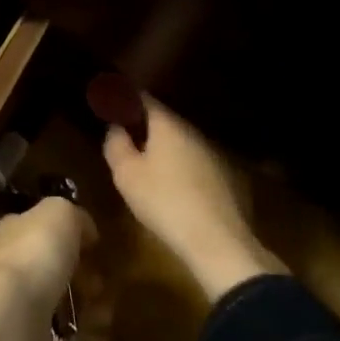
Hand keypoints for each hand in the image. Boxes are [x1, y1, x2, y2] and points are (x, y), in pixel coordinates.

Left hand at [0, 198, 96, 340]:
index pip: (42, 230)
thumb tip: (85, 230)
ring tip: (105, 314)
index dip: (71, 237)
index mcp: (15, 234)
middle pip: (56, 272)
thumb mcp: (60, 213)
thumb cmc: (35, 255)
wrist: (11, 319)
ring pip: (63, 309)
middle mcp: (14, 269)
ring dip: (91, 313)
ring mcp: (20, 311)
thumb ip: (74, 216)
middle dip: (86, 279)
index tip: (95, 248)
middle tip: (101, 285)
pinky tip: (98, 340)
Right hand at [103, 98, 285, 301]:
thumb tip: (116, 127)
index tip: (112, 106)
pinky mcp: (226, 176)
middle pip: (165, 120)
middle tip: (126, 137)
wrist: (217, 241)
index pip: (144, 99)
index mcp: (168, 124)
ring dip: (165, 147)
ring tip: (148, 163)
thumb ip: (116, 144)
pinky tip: (174, 186)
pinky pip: (196, 161)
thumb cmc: (164, 201)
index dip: (126, 100)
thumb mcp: (126, 174)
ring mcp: (213, 153)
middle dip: (145, 125)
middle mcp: (193, 131)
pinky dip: (182, 165)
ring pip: (182, 141)